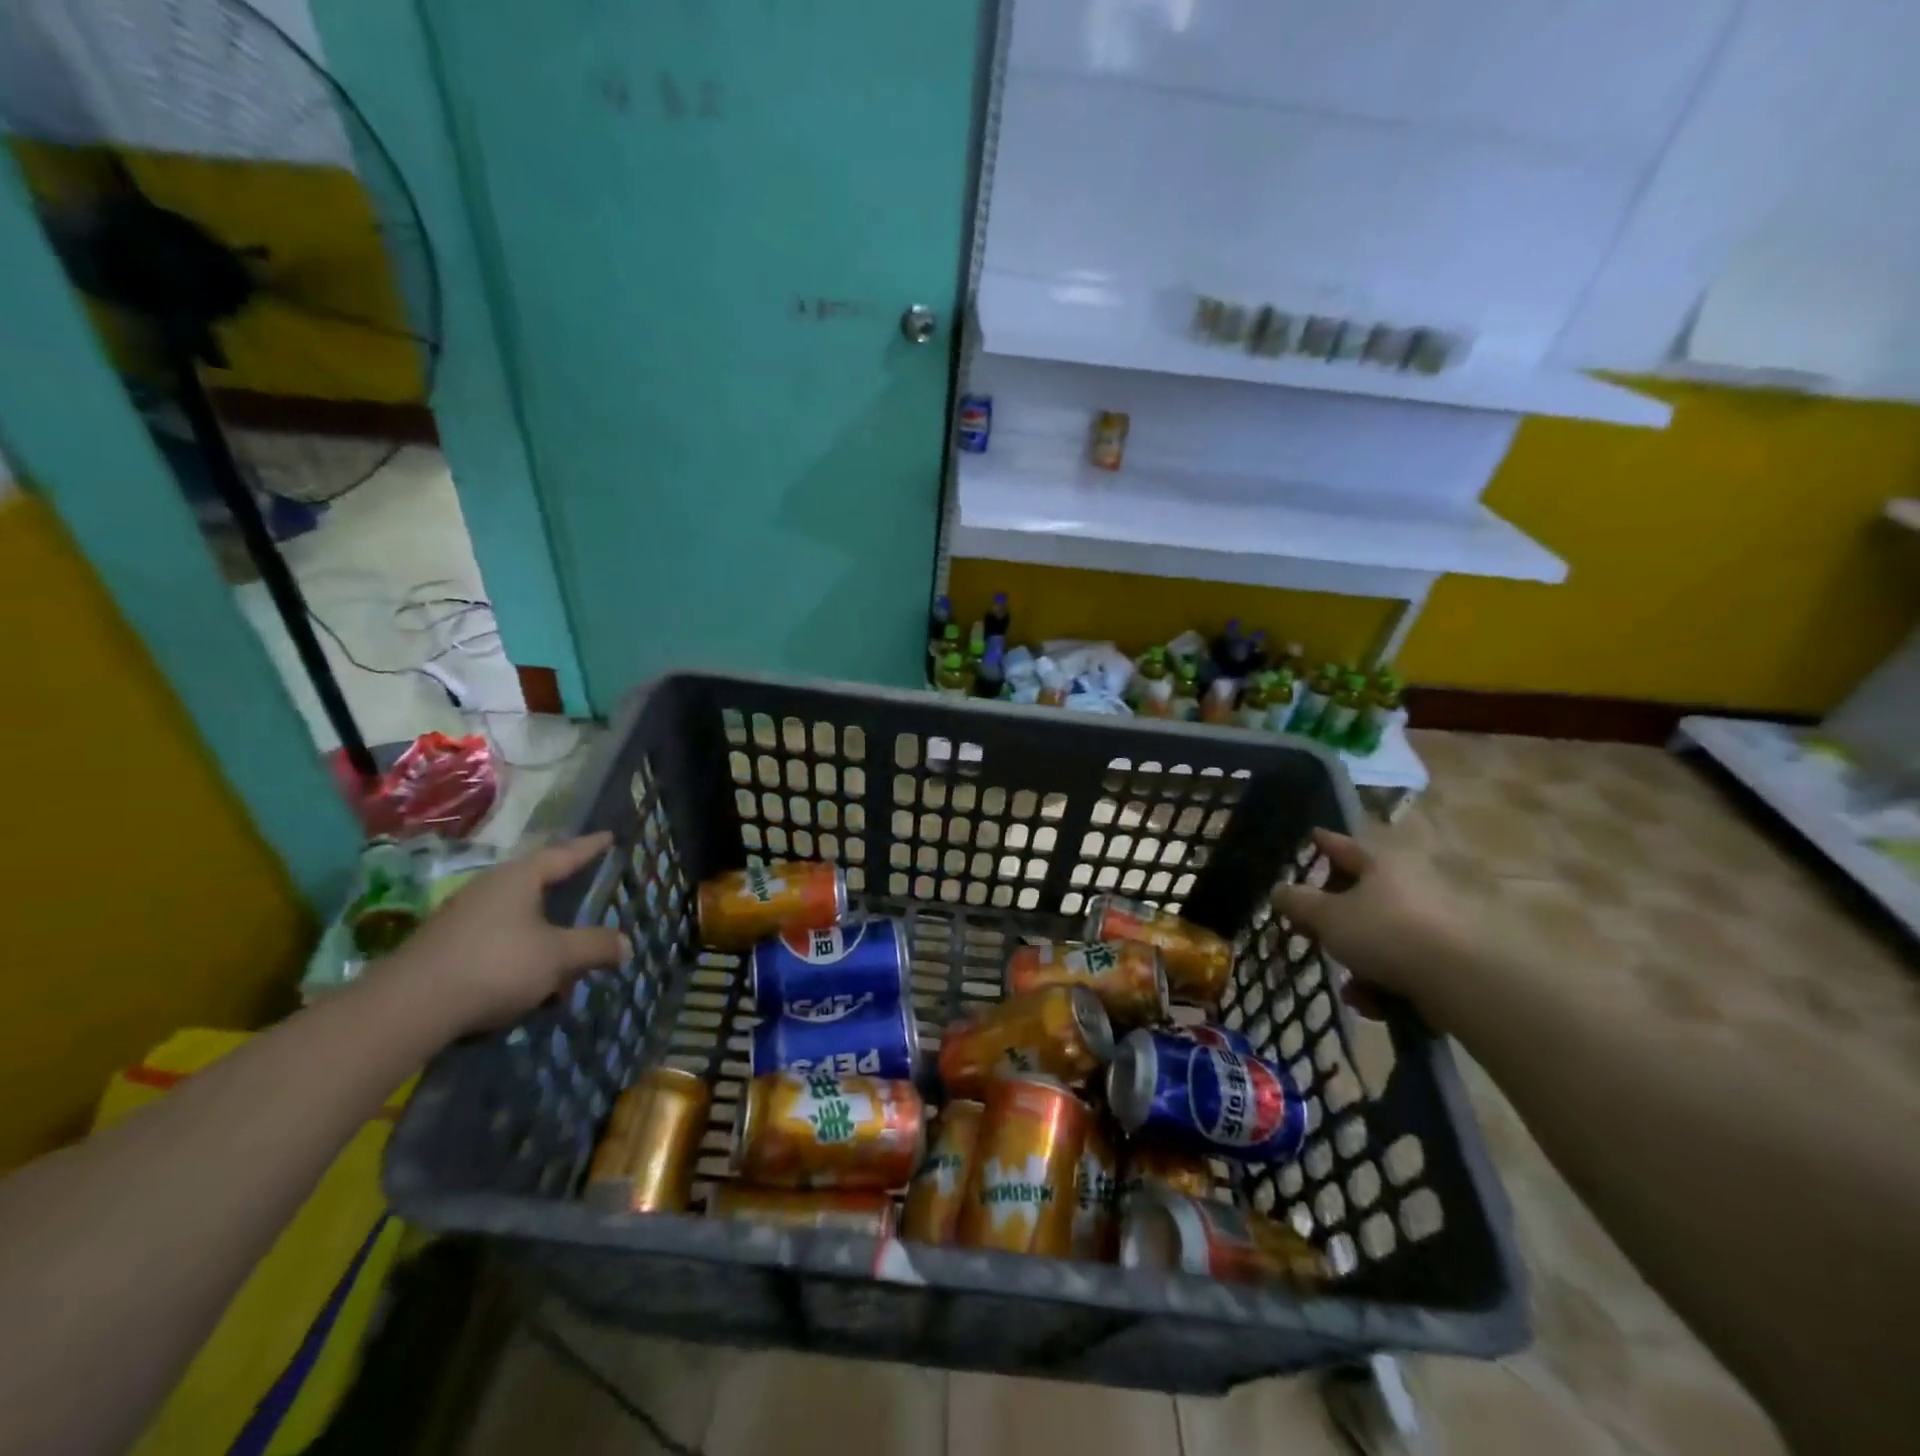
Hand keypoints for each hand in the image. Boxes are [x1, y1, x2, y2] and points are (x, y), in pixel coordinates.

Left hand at [386, 833, 626, 1037]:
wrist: (408, 1009)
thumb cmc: (496, 965)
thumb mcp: (558, 956)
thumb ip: (594, 946)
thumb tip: (626, 943)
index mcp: (519, 878)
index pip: (564, 854)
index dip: (589, 847)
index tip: (608, 836)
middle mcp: (490, 889)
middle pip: (537, 886)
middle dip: (565, 897)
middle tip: (588, 893)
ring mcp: (463, 918)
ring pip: (518, 920)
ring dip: (544, 939)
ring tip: (564, 963)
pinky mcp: (446, 948)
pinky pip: (498, 943)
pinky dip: (520, 958)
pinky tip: (529, 987)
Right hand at [1271, 829, 1476, 1023]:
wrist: (1465, 982)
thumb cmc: (1386, 933)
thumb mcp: (1327, 917)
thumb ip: (1298, 902)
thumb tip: (1279, 890)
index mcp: (1380, 863)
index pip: (1342, 845)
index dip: (1322, 843)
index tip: (1310, 837)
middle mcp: (1409, 884)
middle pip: (1360, 897)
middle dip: (1334, 923)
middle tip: (1313, 936)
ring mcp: (1433, 922)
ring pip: (1380, 938)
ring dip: (1359, 964)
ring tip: (1351, 990)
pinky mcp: (1450, 958)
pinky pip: (1404, 965)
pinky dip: (1386, 984)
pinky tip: (1376, 1005)